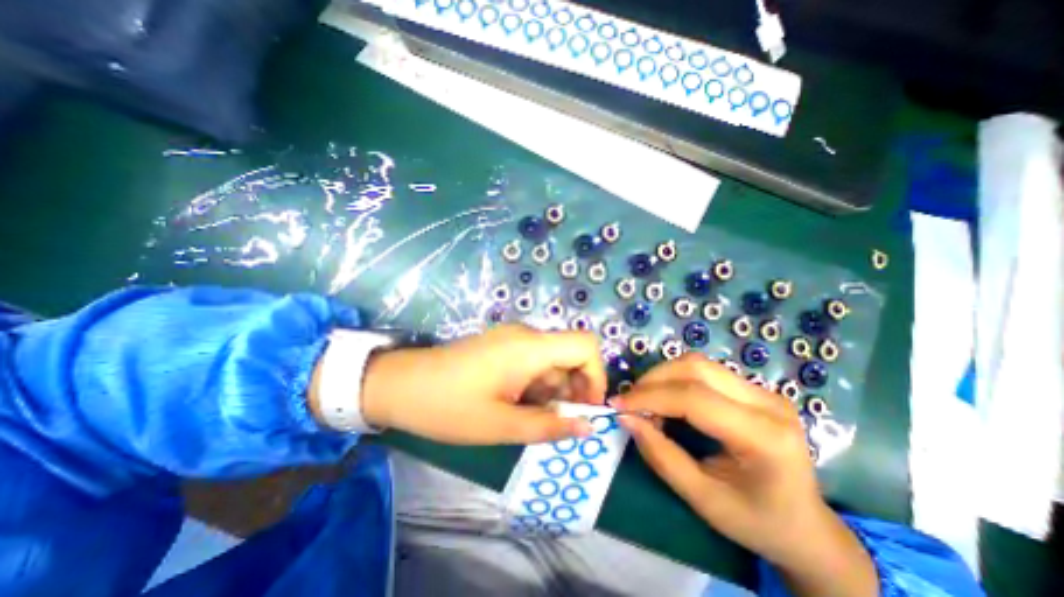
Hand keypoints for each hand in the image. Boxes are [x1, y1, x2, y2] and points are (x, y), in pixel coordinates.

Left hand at [357, 325, 606, 444]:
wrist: (400, 385)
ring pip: (552, 361)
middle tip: (556, 423)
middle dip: (573, 390)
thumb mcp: (501, 426)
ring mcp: (512, 339)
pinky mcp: (502, 346)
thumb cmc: (448, 407)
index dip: (596, 375)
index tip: (585, 408)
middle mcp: (526, 335)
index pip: (585, 345)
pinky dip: (536, 385)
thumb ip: (549, 427)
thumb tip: (588, 427)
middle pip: (570, 355)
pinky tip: (516, 405)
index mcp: (530, 347)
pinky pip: (533, 362)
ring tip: (530, 418)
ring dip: (552, 391)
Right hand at [610, 354, 876, 595]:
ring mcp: (764, 392)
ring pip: (698, 364)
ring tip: (645, 401)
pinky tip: (666, 399)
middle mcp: (768, 403)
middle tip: (629, 401)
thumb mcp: (702, 498)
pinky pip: (704, 371)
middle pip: (695, 368)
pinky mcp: (754, 389)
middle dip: (653, 380)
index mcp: (764, 437)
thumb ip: (660, 455)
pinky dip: (675, 380)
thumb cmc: (756, 521)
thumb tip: (626, 418)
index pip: (694, 398)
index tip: (618, 405)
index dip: (650, 396)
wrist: (807, 527)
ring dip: (662, 376)